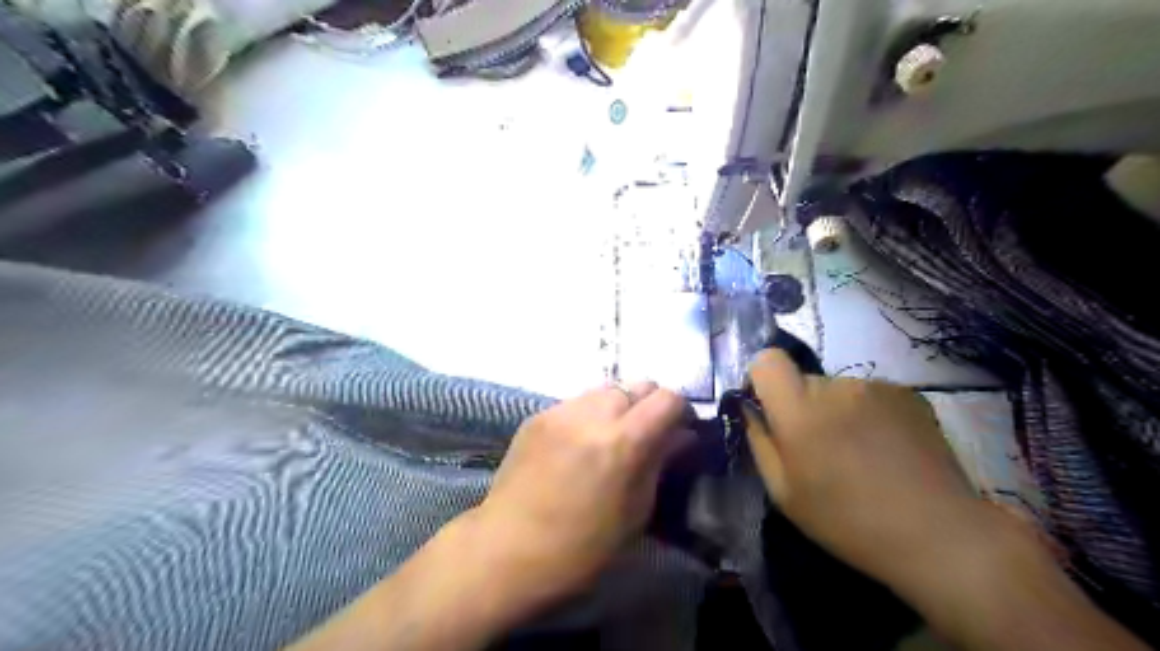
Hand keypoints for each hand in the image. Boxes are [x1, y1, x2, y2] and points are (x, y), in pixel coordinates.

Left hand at [470, 381, 685, 610]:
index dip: (680, 411)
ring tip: (610, 438)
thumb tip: (681, 435)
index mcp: (622, 441)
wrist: (508, 550)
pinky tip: (579, 444)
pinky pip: (576, 402)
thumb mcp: (635, 511)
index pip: (666, 398)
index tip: (679, 431)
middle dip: (649, 406)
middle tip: (645, 436)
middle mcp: (592, 414)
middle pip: (637, 385)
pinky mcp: (537, 416)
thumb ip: (660, 463)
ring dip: (618, 407)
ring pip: (606, 390)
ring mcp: (561, 411)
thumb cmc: (582, 547)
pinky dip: (589, 415)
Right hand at [742, 352, 975, 583]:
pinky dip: (868, 415)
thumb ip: (759, 442)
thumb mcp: (783, 492)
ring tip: (859, 454)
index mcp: (799, 410)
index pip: (767, 360)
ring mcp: (876, 386)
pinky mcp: (908, 394)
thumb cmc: (847, 521)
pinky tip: (887, 450)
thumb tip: (751, 411)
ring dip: (837, 411)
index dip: (762, 379)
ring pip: (838, 390)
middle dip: (801, 405)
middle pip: (803, 380)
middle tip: (819, 448)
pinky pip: (870, 395)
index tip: (769, 410)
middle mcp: (836, 386)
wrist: (939, 534)